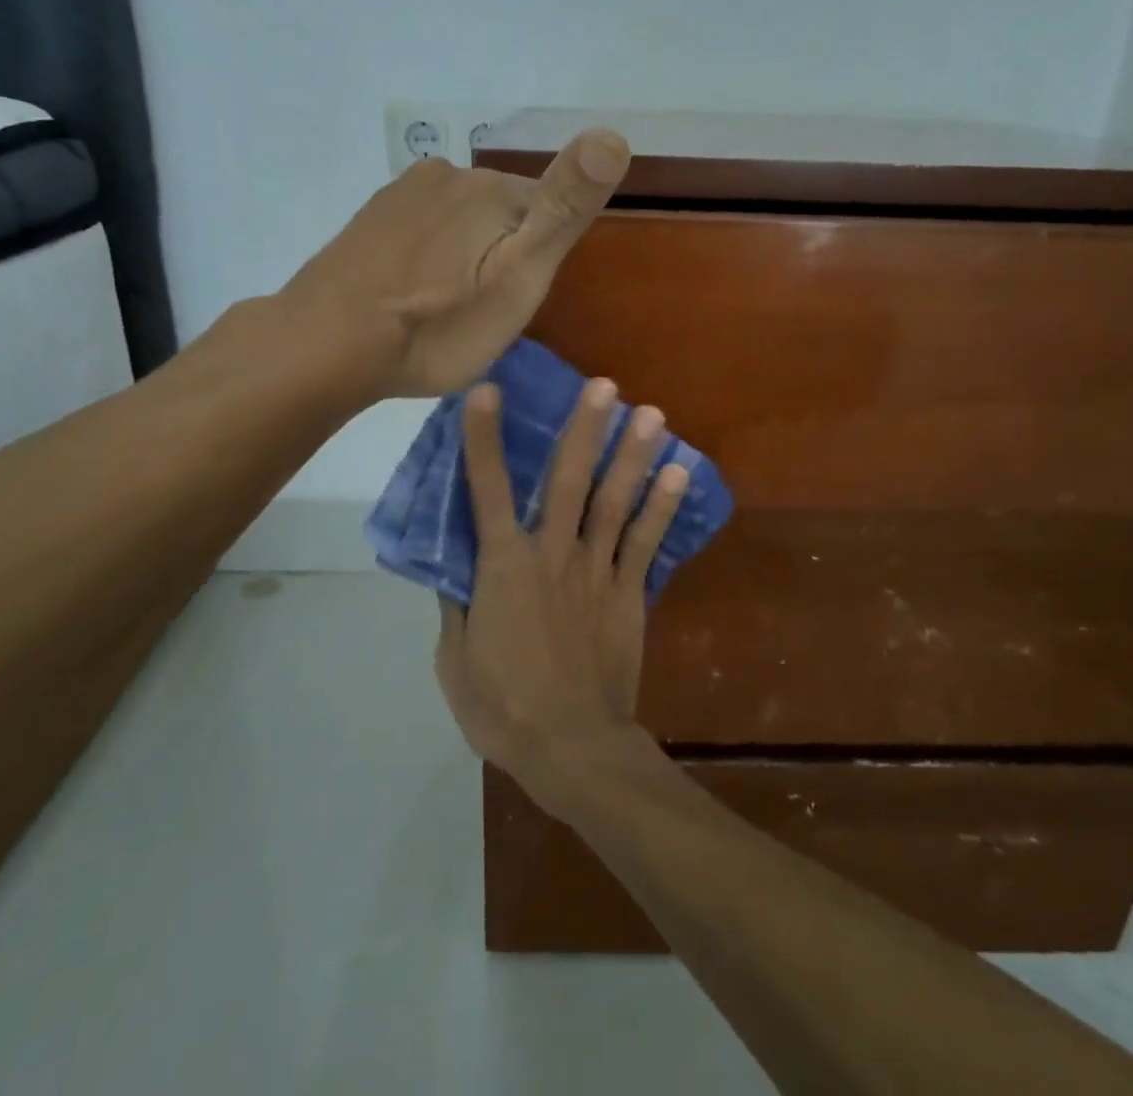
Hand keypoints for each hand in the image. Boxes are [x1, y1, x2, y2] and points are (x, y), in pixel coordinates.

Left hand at [285, 129, 628, 398]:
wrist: (327, 345)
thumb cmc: (437, 323)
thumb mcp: (519, 275)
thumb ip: (564, 207)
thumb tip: (614, 134)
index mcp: (493, 188)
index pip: (547, 210)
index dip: (542, 259)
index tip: (519, 299)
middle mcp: (449, 174)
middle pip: (505, 213)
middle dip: (505, 254)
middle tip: (485, 311)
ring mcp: (404, 193)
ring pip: (463, 221)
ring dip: (467, 255)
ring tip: (449, 307)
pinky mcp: (373, 217)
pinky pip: (424, 229)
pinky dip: (431, 256)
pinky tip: (414, 292)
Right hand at [434, 378, 688, 807]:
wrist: (572, 747)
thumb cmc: (502, 706)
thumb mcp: (455, 658)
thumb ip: (456, 602)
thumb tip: (455, 564)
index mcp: (503, 567)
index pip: (486, 490)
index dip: (484, 439)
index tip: (487, 391)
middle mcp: (553, 553)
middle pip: (568, 480)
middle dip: (584, 429)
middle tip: (603, 384)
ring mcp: (597, 569)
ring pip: (615, 500)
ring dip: (632, 453)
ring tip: (651, 412)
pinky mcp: (630, 591)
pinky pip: (647, 541)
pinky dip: (663, 504)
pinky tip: (677, 470)